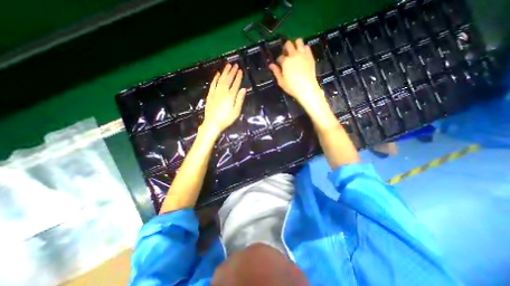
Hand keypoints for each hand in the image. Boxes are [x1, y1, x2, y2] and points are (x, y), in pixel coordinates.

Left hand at [204, 63, 247, 134]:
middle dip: (232, 72)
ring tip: (228, 65)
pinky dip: (215, 78)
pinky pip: (213, 84)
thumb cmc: (226, 119)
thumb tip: (244, 89)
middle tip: (235, 64)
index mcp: (230, 96)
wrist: (212, 123)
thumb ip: (240, 99)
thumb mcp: (236, 111)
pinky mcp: (210, 95)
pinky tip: (218, 74)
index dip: (238, 77)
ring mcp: (215, 92)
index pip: (235, 84)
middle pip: (228, 80)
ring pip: (221, 80)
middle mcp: (223, 92)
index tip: (241, 70)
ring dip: (224, 72)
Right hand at [271, 39, 326, 108]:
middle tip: (286, 54)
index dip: (278, 61)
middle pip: (288, 44)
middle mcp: (293, 55)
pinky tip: (302, 55)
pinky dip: (304, 49)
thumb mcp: (281, 81)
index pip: (280, 57)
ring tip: (294, 52)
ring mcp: (303, 54)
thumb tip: (271, 65)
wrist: (307, 88)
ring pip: (298, 41)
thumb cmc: (292, 87)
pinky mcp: (310, 56)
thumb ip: (276, 72)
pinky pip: (307, 47)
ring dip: (295, 44)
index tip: (279, 65)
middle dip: (285, 48)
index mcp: (285, 61)